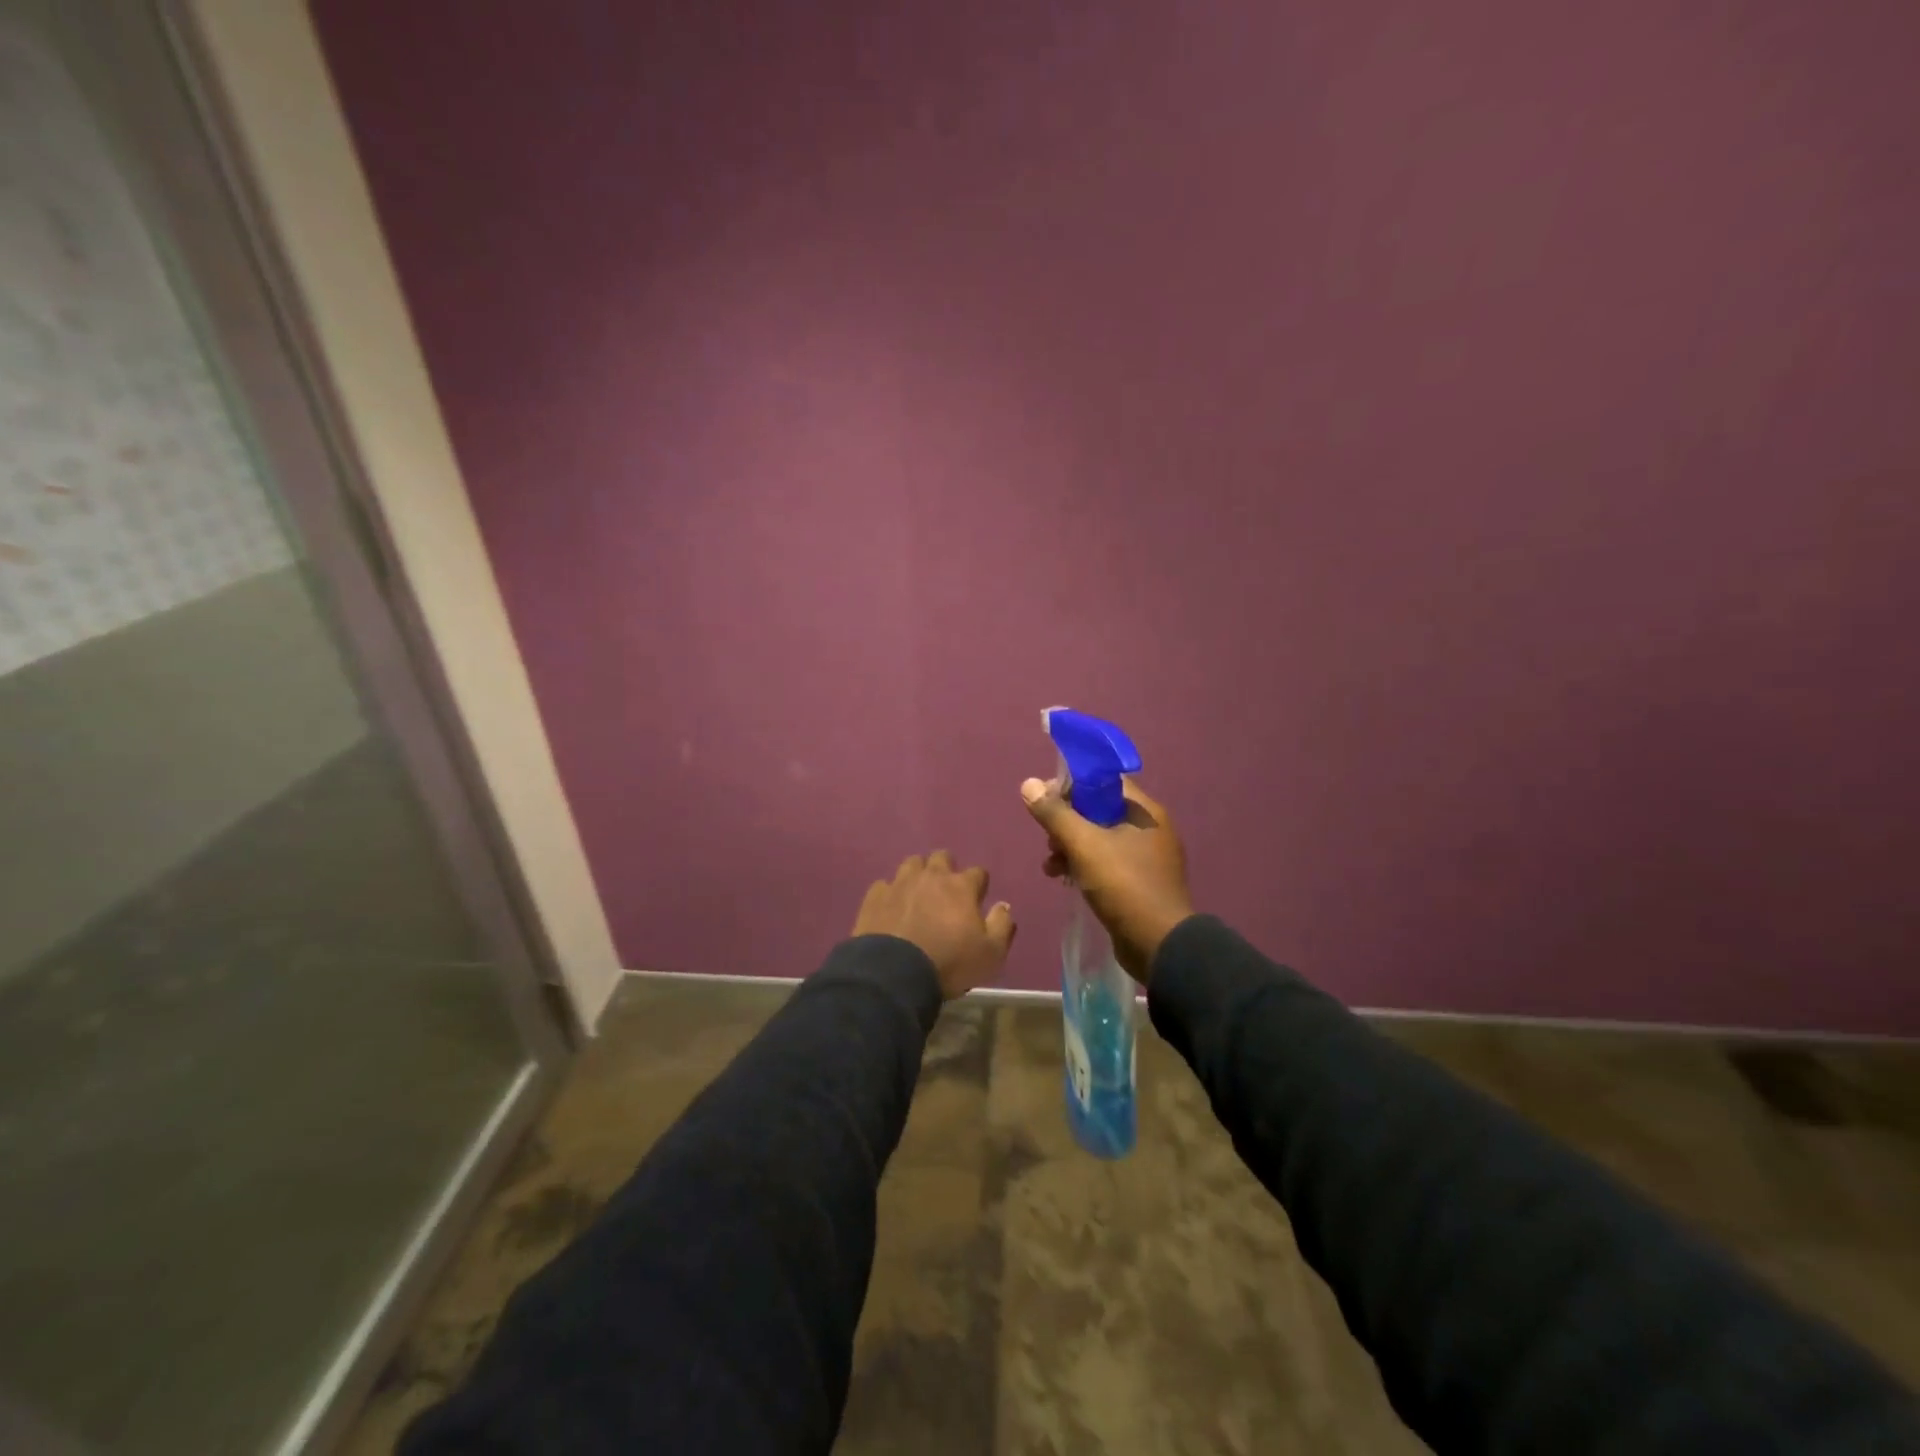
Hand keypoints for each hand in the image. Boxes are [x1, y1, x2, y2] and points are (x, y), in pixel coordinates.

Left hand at [852, 851, 1015, 999]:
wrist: (894, 973)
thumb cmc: (949, 963)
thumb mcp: (990, 953)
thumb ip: (1001, 925)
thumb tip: (1003, 905)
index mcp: (961, 887)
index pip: (977, 873)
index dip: (978, 884)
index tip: (977, 898)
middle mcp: (931, 876)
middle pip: (942, 858)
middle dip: (946, 869)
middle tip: (945, 891)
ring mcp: (900, 883)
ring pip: (911, 864)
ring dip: (917, 874)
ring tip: (917, 894)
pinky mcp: (875, 896)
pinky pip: (884, 885)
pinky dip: (890, 893)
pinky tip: (891, 907)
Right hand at [1021, 777, 1193, 984]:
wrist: (1158, 945)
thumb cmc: (1123, 885)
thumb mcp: (1083, 845)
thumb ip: (1054, 814)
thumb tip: (1028, 784)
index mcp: (1144, 811)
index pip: (1104, 780)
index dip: (1072, 784)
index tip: (1045, 799)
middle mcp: (1149, 828)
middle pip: (1099, 809)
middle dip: (1066, 821)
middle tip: (1048, 839)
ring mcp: (1146, 857)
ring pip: (1099, 838)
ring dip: (1070, 846)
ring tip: (1050, 866)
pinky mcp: (1139, 882)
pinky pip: (1106, 862)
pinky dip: (1083, 865)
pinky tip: (1063, 879)